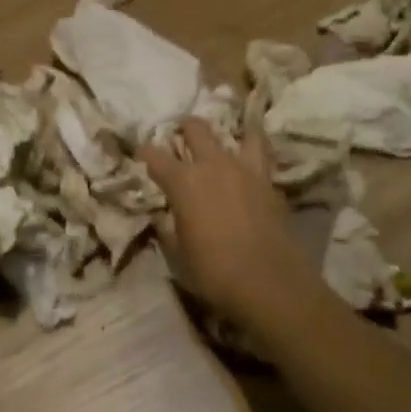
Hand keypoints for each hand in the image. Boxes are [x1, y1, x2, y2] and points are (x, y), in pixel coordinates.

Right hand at [141, 120, 319, 330]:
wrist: (270, 283)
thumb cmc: (214, 272)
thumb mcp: (179, 255)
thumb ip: (169, 230)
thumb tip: (164, 220)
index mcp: (183, 182)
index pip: (155, 156)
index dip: (144, 152)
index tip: (140, 154)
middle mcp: (212, 165)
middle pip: (196, 129)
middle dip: (184, 128)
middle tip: (181, 134)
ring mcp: (244, 170)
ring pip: (234, 134)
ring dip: (224, 135)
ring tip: (222, 142)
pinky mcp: (269, 182)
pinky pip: (261, 155)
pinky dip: (252, 154)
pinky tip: (249, 165)